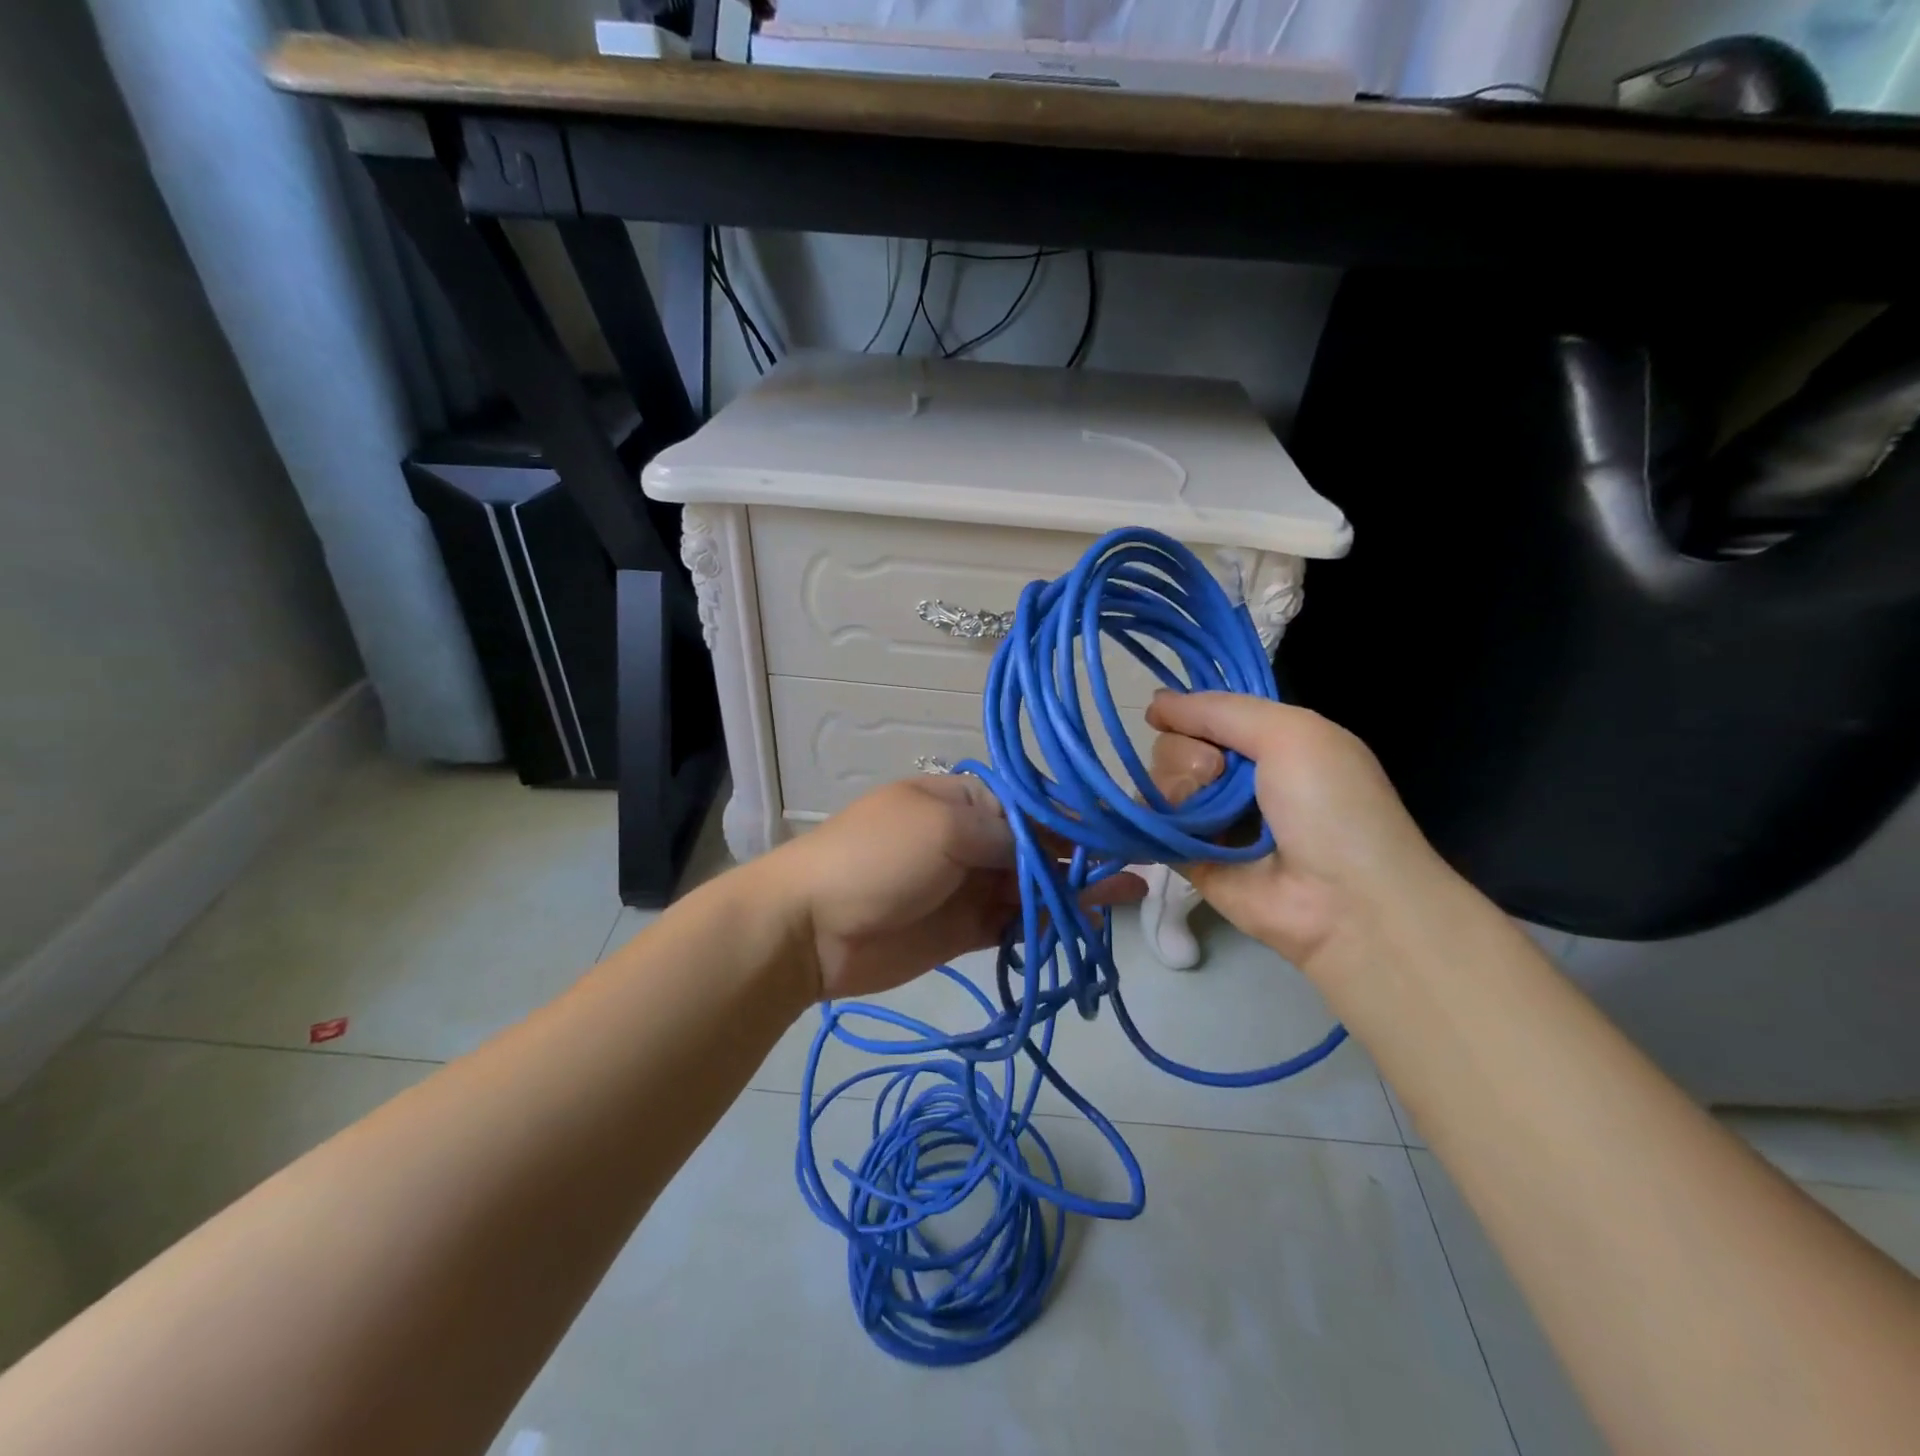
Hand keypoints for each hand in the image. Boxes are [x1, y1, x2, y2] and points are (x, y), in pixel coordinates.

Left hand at [763, 776, 1144, 1002]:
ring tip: (1130, 894)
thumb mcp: (944, 827)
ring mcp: (970, 885)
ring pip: (1035, 886)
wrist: (810, 928)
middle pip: (1040, 846)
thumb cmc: (877, 858)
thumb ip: (1007, 835)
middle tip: (1138, 867)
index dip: (1077, 818)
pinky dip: (1050, 924)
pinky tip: (1087, 924)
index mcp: (966, 799)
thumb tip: (1056, 841)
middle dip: (1086, 855)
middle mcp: (973, 837)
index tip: (1123, 830)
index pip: (1034, 805)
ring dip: (1078, 890)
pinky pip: (1017, 923)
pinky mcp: (967, 930)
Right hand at [1145, 692, 1460, 972]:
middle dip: (1186, 754)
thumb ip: (1220, 710)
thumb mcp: (1291, 733)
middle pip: (1174, 745)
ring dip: (1175, 788)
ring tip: (1206, 814)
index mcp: (1267, 743)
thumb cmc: (1330, 805)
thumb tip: (1154, 702)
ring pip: (1157, 781)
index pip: (1204, 714)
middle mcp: (1234, 778)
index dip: (1188, 713)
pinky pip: (1150, 824)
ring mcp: (1209, 818)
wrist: (1345, 900)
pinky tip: (1175, 827)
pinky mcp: (1187, 856)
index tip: (1173, 716)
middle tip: (1218, 776)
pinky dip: (1153, 819)